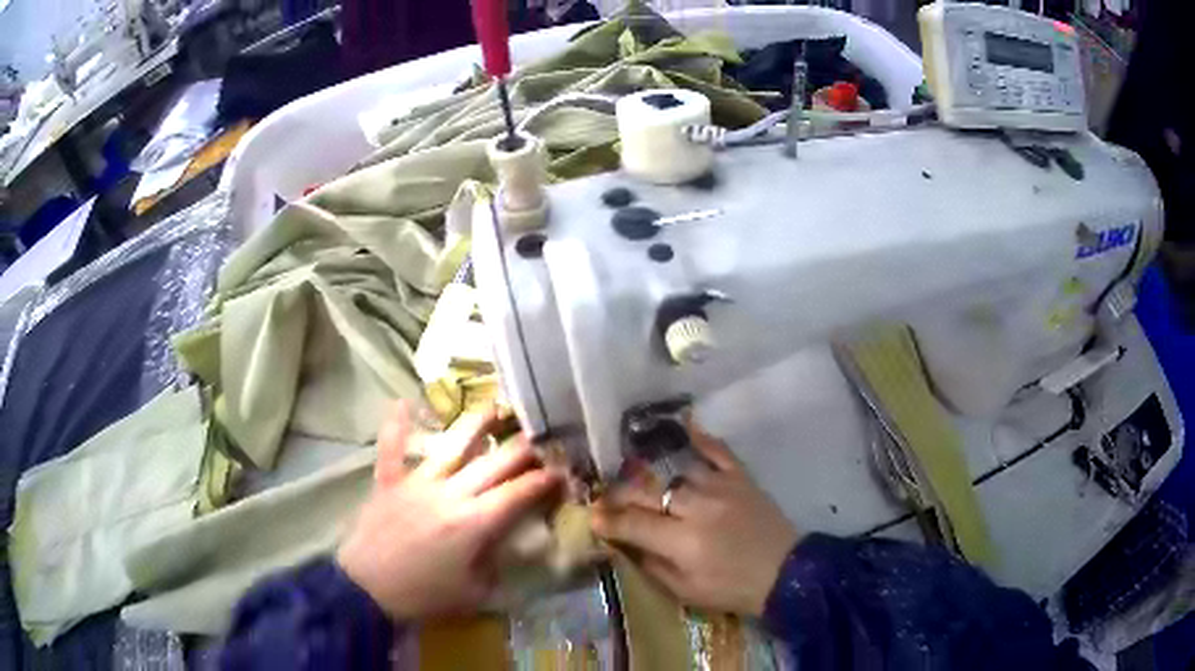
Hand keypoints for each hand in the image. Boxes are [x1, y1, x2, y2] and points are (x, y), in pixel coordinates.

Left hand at [337, 402, 561, 619]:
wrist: (365, 590)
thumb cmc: (423, 596)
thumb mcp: (474, 593)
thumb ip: (497, 566)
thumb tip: (510, 545)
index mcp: (474, 523)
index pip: (518, 493)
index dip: (543, 480)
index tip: (562, 470)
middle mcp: (450, 493)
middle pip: (494, 463)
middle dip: (523, 449)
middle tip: (542, 438)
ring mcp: (417, 482)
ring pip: (452, 446)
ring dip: (476, 424)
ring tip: (495, 405)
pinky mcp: (389, 482)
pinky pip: (392, 448)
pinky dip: (396, 426)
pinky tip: (402, 401)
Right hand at [591, 415, 799, 616]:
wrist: (786, 573)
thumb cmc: (732, 589)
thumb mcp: (686, 591)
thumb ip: (652, 566)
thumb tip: (625, 544)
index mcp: (682, 541)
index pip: (633, 523)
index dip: (607, 519)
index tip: (591, 516)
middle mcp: (697, 508)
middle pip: (647, 491)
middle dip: (620, 494)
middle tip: (606, 497)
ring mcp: (720, 487)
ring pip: (675, 471)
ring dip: (650, 472)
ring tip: (635, 473)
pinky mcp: (741, 478)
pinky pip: (718, 451)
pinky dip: (701, 438)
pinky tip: (684, 427)